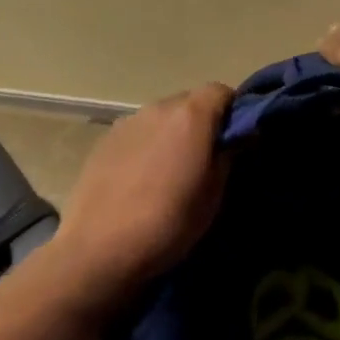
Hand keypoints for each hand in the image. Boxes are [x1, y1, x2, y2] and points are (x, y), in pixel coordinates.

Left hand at [54, 83, 233, 310]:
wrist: (98, 249)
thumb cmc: (168, 222)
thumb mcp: (213, 195)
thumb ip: (229, 156)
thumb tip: (240, 136)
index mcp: (190, 115)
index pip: (220, 91)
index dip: (232, 111)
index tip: (235, 139)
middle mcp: (159, 107)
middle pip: (189, 102)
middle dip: (201, 123)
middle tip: (203, 159)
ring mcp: (128, 121)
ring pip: (161, 118)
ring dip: (171, 134)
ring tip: (169, 172)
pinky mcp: (105, 139)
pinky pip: (138, 132)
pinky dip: (146, 145)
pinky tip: (140, 179)